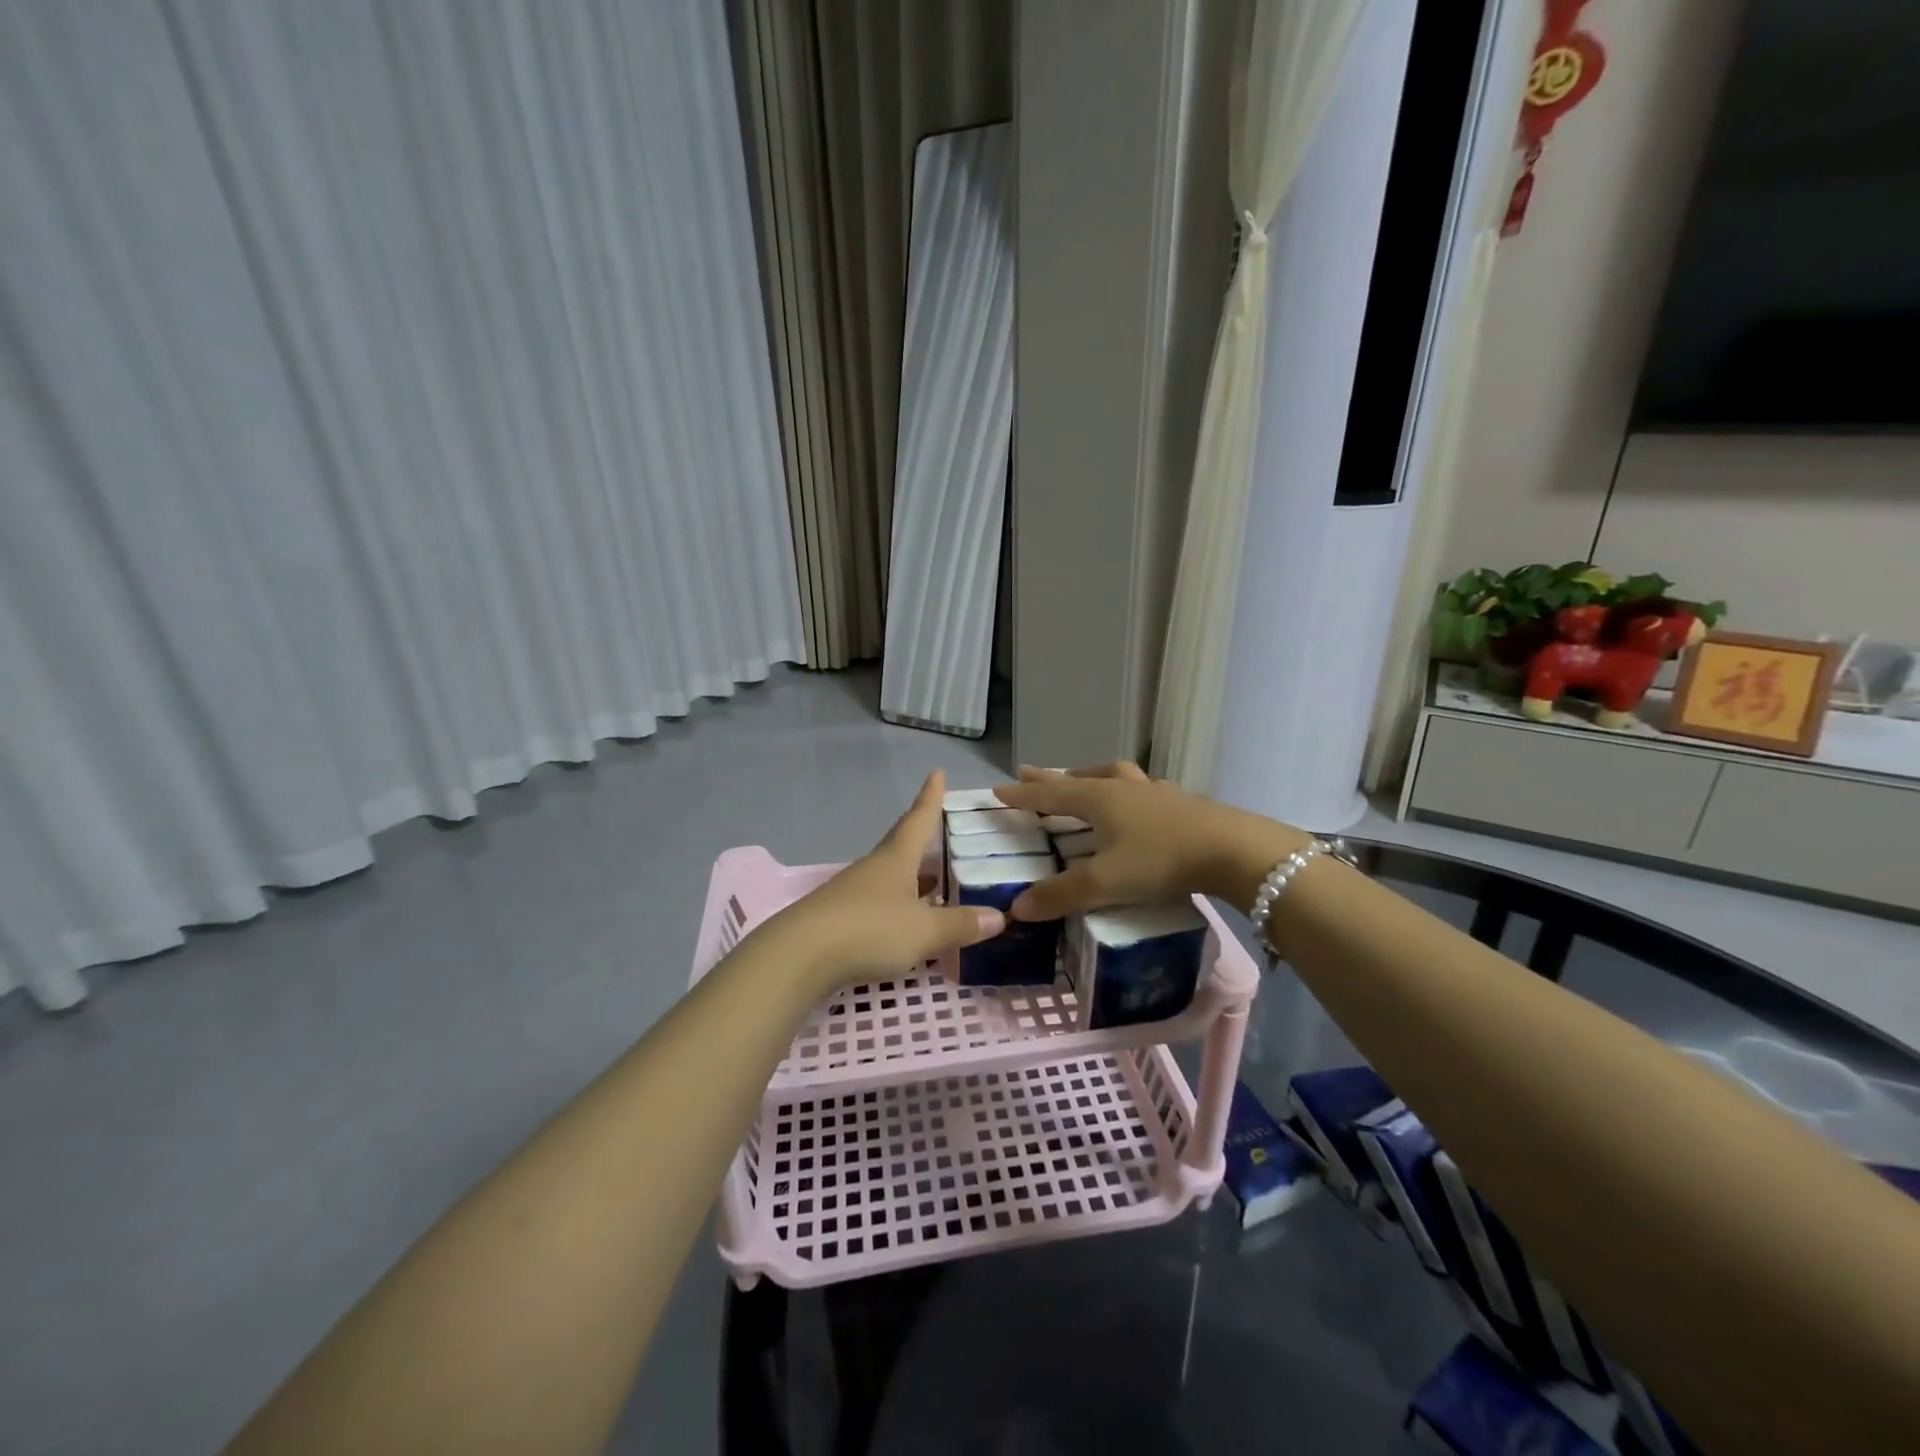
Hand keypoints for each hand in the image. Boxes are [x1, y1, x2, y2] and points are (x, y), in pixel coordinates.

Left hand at [761, 771, 1004, 992]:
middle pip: (903, 848)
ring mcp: (853, 893)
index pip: (918, 819)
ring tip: (938, 886)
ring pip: (891, 879)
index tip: (936, 772)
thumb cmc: (869, 930)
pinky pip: (879, 906)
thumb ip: (960, 924)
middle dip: (925, 844)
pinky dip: (899, 909)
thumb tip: (999, 916)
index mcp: (896, 858)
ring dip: (914, 880)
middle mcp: (874, 869)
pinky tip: (908, 924)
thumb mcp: (924, 931)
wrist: (799, 957)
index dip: (930, 797)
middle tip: (946, 840)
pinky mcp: (839, 920)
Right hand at [993, 763, 1308, 919]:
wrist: (1234, 850)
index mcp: (1099, 799)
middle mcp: (1123, 788)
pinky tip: (1136, 803)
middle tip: (1029, 774)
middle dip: (1051, 779)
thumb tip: (1018, 907)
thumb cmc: (1162, 860)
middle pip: (1078, 778)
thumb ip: (1061, 895)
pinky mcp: (1182, 802)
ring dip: (1091, 776)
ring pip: (1114, 775)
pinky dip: (1126, 791)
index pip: (1050, 795)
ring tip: (1081, 779)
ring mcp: (1155, 792)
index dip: (1023, 794)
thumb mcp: (1106, 883)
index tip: (998, 789)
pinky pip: (1141, 788)